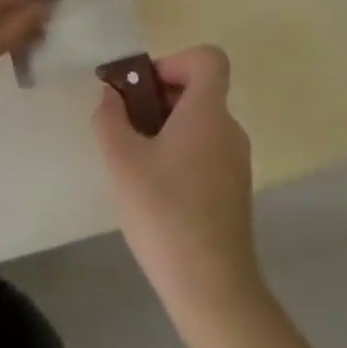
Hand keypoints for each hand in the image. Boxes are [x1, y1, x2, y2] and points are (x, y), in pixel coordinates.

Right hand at [94, 46, 260, 320]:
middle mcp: (229, 129)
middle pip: (199, 90)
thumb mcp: (122, 161)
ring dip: (166, 127)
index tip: (144, 89)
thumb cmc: (164, 212)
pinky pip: (206, 150)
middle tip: (126, 125)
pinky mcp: (234, 190)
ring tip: (134, 160)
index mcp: (208, 112)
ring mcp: (236, 162)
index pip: (208, 59)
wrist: (212, 288)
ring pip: (200, 123)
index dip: (174, 61)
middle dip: (159, 97)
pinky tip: (154, 189)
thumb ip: (110, 118)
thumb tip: (111, 96)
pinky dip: (180, 153)